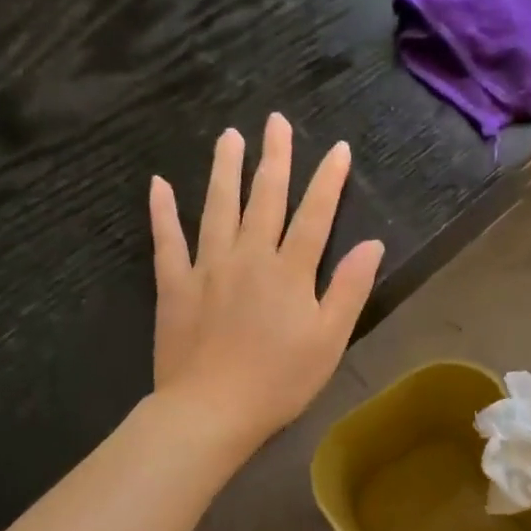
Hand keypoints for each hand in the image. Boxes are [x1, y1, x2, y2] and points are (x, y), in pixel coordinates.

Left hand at [149, 114, 383, 451]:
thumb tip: (372, 244)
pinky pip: (167, 240)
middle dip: (274, 158)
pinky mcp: (174, 285)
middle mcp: (249, 257)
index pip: (315, 215)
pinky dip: (162, 211)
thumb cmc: (279, 382)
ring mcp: (207, 267)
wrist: (211, 410)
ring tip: (229, 136)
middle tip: (275, 121)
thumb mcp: (329, 341)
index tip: (336, 148)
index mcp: (290, 272)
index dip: (328, 180)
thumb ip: (350, 289)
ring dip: (225, 169)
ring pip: (218, 207)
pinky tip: (159, 184)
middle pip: (265, 199)